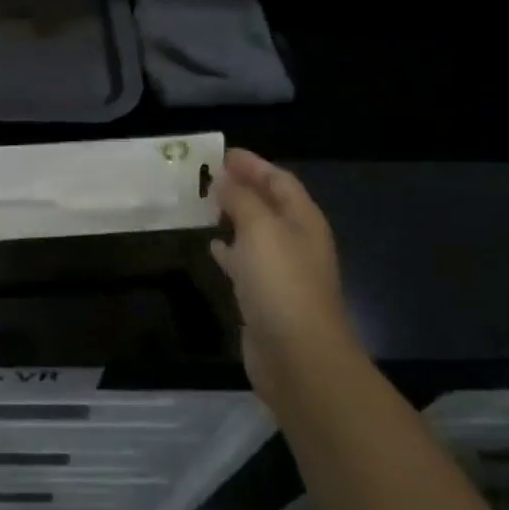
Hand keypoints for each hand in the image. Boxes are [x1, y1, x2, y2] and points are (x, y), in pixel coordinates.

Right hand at [209, 148, 353, 404]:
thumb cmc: (281, 282)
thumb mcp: (259, 229)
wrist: (297, 356)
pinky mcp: (266, 297)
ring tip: (205, 203)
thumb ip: (240, 199)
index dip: (254, 165)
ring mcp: (283, 272)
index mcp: (303, 220)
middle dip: (243, 187)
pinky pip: (246, 262)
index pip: (280, 180)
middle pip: (269, 205)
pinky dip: (230, 249)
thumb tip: (223, 178)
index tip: (223, 153)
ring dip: (234, 216)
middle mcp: (296, 242)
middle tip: (209, 175)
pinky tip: (211, 246)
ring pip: (256, 233)